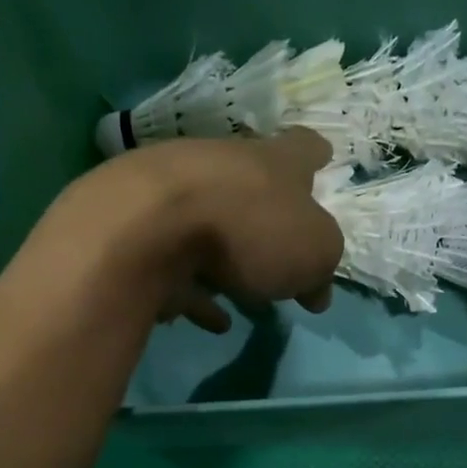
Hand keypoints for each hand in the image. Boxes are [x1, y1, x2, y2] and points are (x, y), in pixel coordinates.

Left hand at [42, 129, 342, 332]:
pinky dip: (198, 291)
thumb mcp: (315, 251)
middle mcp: (225, 167)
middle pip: (253, 187)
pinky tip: (211, 320)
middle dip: (269, 219)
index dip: (315, 155)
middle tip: (284, 255)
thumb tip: (317, 289)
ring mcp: (177, 196)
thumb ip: (323, 266)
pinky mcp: (143, 232)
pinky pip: (179, 267)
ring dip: (230, 260)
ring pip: (213, 227)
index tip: (322, 159)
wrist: (148, 228)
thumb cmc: (251, 228)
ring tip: (247, 300)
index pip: (303, 147)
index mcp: (274, 161)